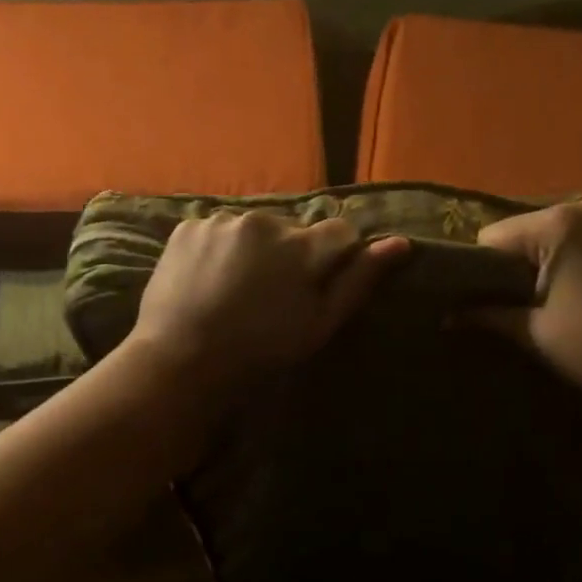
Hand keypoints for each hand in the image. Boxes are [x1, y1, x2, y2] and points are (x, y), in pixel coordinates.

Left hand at [131, 211, 408, 385]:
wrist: (181, 361)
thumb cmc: (261, 350)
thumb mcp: (320, 323)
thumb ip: (359, 279)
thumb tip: (401, 243)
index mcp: (303, 246)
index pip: (341, 232)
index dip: (335, 258)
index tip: (317, 286)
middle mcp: (266, 221)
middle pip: (295, 229)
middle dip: (292, 253)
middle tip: (272, 295)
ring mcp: (223, 220)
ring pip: (255, 229)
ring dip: (255, 249)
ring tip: (237, 289)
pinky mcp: (189, 225)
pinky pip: (218, 229)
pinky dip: (220, 248)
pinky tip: (210, 280)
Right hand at [476, 194, 581, 402]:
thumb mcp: (536, 333)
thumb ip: (488, 316)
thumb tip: (446, 317)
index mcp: (559, 223)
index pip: (497, 237)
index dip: (486, 270)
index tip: (492, 301)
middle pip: (536, 230)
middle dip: (528, 262)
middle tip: (534, 304)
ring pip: (573, 231)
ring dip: (564, 257)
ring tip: (574, 299)